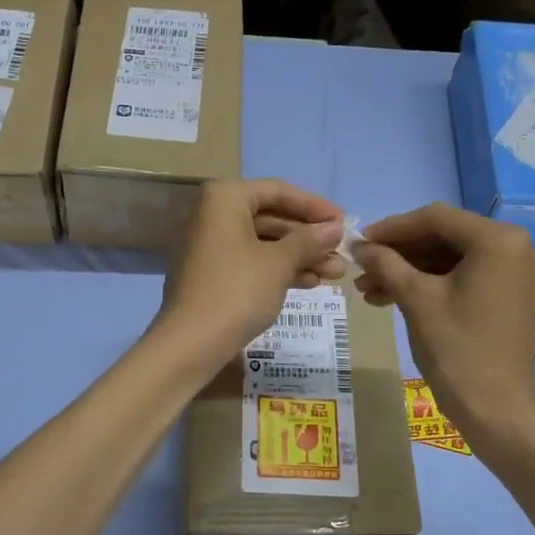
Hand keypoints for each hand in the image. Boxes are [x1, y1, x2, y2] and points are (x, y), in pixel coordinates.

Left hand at [155, 180, 345, 370]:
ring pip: (263, 242)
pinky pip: (250, 261)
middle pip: (271, 217)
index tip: (344, 222)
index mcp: (224, 198)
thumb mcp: (279, 263)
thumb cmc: (237, 291)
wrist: (190, 343)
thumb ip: (309, 240)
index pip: (278, 191)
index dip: (315, 206)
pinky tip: (309, 283)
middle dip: (309, 237)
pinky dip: (278, 269)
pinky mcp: (210, 273)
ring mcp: (209, 244)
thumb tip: (335, 228)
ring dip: (299, 256)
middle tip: (342, 253)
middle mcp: (212, 214)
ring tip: (335, 273)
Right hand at [354, 204, 534, 441]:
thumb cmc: (457, 348)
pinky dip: (428, 284)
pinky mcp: (507, 294)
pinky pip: (462, 276)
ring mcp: (513, 272)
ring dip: (408, 270)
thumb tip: (359, 245)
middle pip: (442, 236)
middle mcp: (513, 247)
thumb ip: (385, 263)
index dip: (391, 228)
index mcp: (497, 240)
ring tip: (368, 290)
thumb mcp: (415, 299)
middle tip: (361, 268)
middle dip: (398, 253)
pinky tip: (391, 298)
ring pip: (448, 258)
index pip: (435, 218)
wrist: (496, 410)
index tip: (358, 242)